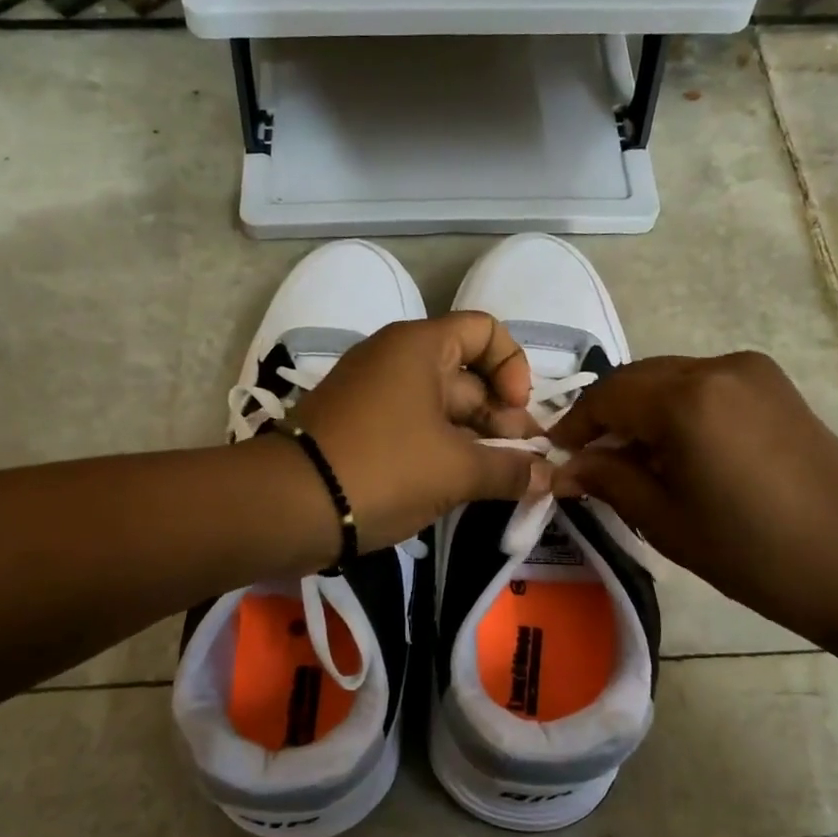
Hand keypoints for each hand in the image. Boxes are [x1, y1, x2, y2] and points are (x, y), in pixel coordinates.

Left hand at [292, 313, 549, 550]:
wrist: (288, 505)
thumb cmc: (383, 469)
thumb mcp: (456, 470)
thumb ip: (510, 469)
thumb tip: (549, 476)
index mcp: (419, 347)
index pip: (485, 330)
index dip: (513, 367)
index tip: (517, 413)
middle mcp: (394, 359)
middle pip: (467, 375)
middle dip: (501, 419)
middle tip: (523, 466)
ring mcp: (372, 394)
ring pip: (441, 408)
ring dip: (475, 441)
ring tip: (499, 482)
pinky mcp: (357, 427)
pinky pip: (413, 428)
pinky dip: (441, 451)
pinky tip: (460, 486)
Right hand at [547, 352, 837, 647]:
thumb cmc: (753, 552)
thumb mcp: (664, 519)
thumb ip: (607, 479)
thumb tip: (565, 467)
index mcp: (687, 398)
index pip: (607, 395)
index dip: (574, 424)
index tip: (556, 456)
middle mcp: (719, 367)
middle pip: (639, 379)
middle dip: (607, 415)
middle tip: (588, 460)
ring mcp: (754, 373)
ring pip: (672, 380)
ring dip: (642, 412)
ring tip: (632, 462)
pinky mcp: (778, 388)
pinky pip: (707, 387)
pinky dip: (678, 410)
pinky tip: (678, 452)